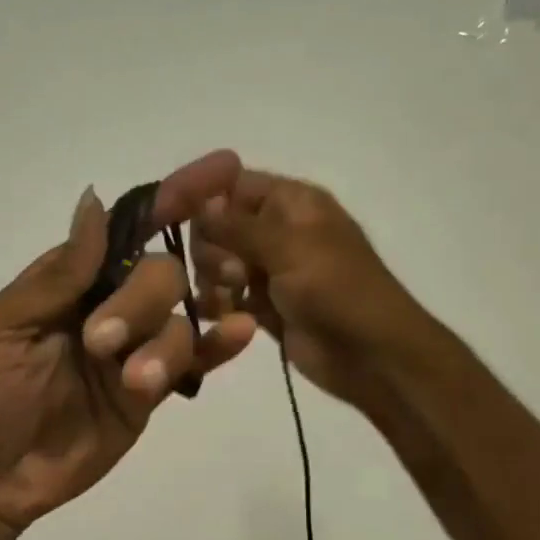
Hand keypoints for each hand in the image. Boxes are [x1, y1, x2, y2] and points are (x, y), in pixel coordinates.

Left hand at [0, 152, 260, 539]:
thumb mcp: (4, 327)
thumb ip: (58, 274)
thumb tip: (95, 200)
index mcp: (70, 283)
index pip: (126, 230)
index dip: (171, 199)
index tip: (219, 171)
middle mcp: (108, 308)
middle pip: (159, 273)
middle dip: (139, 299)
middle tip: (99, 343)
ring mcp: (133, 352)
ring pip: (178, 319)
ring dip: (161, 341)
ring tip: (132, 381)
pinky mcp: (149, 395)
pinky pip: (190, 362)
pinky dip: (217, 347)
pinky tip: (236, 333)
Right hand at [190, 169, 425, 410]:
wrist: (371, 355)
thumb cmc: (338, 291)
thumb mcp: (290, 247)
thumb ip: (238, 225)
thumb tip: (200, 203)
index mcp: (292, 203)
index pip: (232, 183)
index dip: (200, 194)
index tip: (167, 214)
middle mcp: (277, 230)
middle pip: (216, 225)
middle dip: (214, 249)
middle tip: (237, 273)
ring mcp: (270, 270)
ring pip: (216, 263)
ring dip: (216, 281)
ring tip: (235, 299)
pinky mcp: (264, 306)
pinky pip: (226, 296)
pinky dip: (222, 305)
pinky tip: (228, 316)